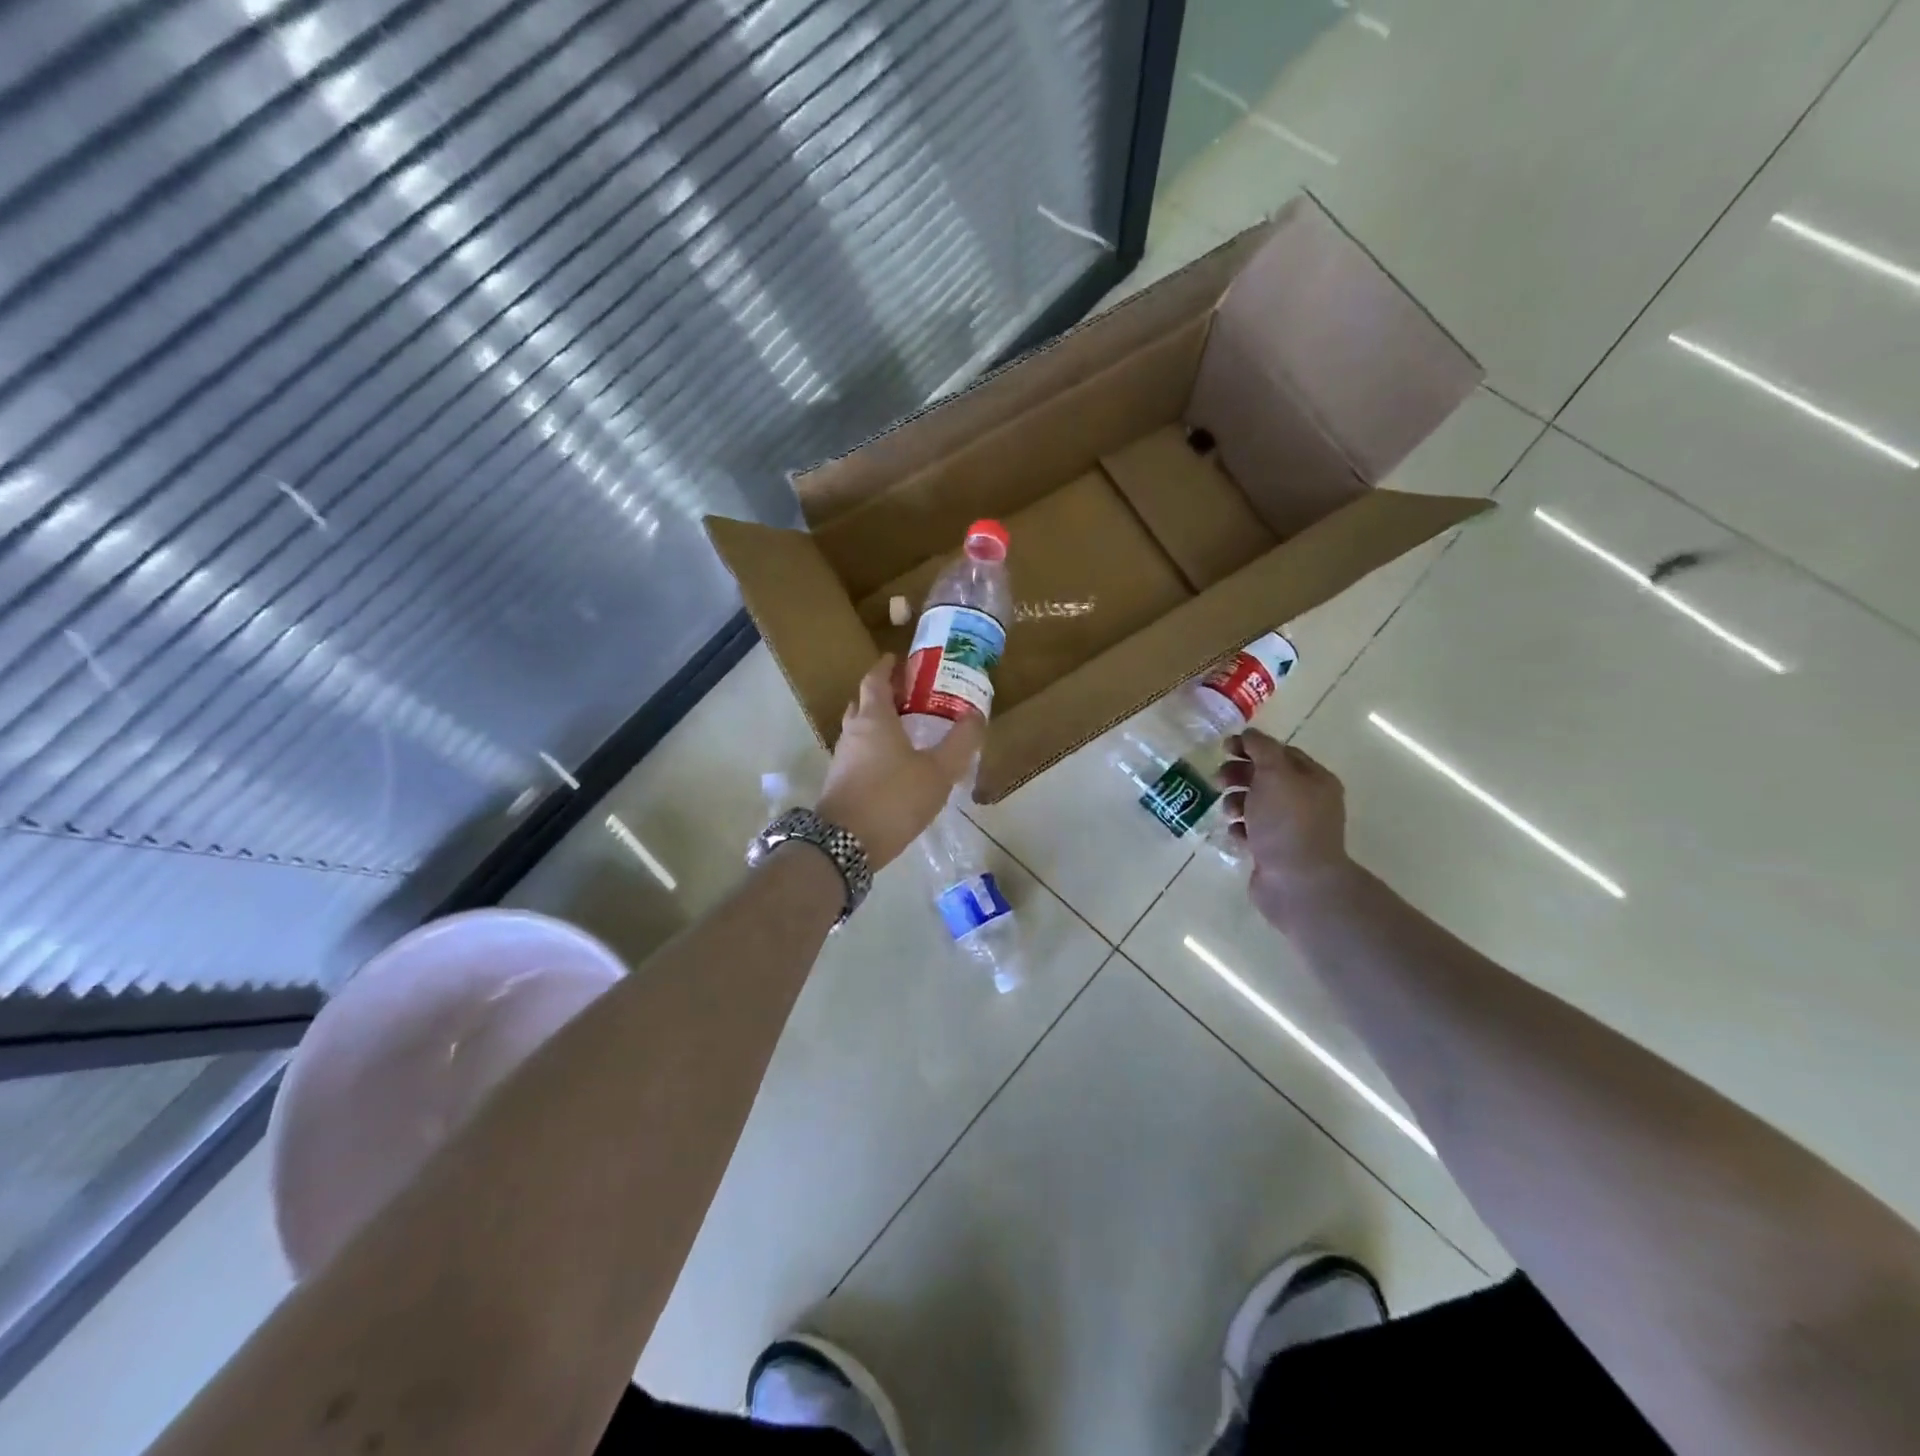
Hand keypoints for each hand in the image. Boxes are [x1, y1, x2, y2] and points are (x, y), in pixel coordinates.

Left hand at [815, 655, 984, 870]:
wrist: (845, 844)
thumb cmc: (893, 798)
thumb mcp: (938, 772)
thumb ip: (960, 743)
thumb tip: (976, 716)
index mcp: (873, 718)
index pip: (874, 679)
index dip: (886, 667)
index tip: (899, 660)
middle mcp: (852, 732)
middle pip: (863, 702)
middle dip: (883, 694)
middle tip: (909, 695)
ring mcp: (841, 758)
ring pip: (859, 730)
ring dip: (877, 723)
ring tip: (907, 730)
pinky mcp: (839, 782)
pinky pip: (858, 754)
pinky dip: (874, 749)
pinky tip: (894, 766)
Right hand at [1219, 730, 1354, 926]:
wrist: (1297, 882)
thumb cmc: (1286, 823)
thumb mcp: (1274, 774)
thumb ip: (1261, 749)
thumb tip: (1249, 734)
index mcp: (1314, 780)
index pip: (1281, 752)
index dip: (1252, 747)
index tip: (1224, 748)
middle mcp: (1307, 802)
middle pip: (1267, 778)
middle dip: (1240, 775)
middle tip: (1219, 780)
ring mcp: (1292, 828)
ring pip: (1257, 805)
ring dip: (1236, 802)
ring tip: (1228, 812)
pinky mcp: (1276, 851)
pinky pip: (1253, 832)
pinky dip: (1241, 829)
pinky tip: (1236, 833)